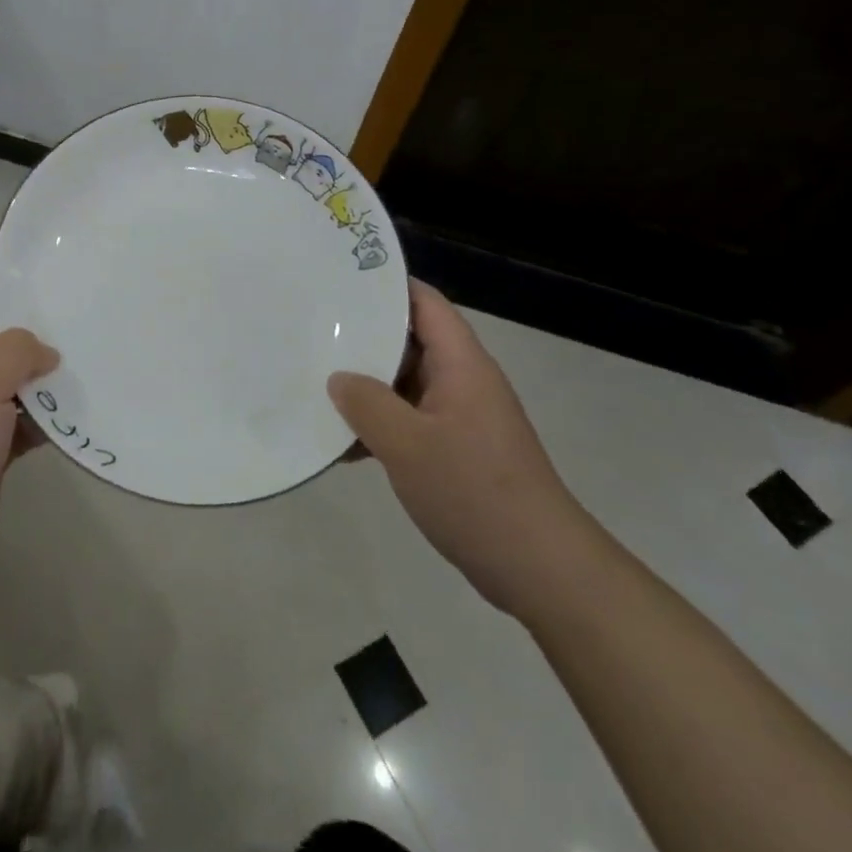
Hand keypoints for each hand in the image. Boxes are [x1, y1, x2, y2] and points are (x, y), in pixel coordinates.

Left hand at [0, 258, 58, 602]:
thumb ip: (15, 353)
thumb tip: (47, 350)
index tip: (31, 246)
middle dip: (33, 317)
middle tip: (79, 297)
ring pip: (16, 377)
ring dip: (46, 370)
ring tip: (92, 347)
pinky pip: (26, 417)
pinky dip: (49, 413)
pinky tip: (83, 405)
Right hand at [328, 279, 595, 616]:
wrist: (539, 569)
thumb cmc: (474, 491)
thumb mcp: (407, 444)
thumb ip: (366, 403)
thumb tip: (338, 379)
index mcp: (461, 363)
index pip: (423, 302)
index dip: (384, 285)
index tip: (337, 281)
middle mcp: (463, 380)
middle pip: (409, 340)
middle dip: (363, 337)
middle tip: (312, 331)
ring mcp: (460, 417)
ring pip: (404, 384)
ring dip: (366, 387)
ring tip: (314, 384)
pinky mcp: (456, 450)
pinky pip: (410, 421)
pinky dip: (379, 425)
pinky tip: (342, 445)